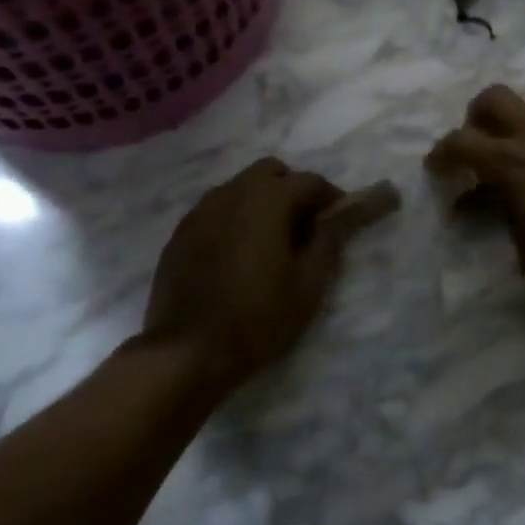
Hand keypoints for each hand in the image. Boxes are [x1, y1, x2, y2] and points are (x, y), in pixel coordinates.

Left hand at [145, 159, 363, 392]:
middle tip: (304, 227)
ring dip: (262, 202)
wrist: (187, 352)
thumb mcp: (308, 284)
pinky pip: (217, 210)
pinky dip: (235, 219)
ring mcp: (202, 210)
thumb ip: (329, 240)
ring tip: (271, 241)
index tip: (341, 221)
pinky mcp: (181, 232)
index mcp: (268, 199)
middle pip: (271, 172)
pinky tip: (238, 254)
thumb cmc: (257, 317)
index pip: (310, 181)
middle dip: (292, 190)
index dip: (331, 198)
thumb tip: (342, 214)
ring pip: (241, 188)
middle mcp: (232, 192)